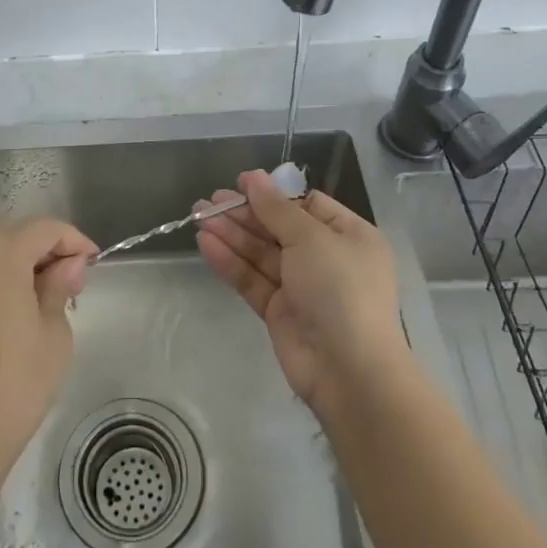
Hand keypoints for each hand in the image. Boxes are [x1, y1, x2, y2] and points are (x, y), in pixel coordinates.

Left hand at [0, 217, 94, 496]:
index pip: (45, 228)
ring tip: (36, 299)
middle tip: (68, 281)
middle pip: (11, 236)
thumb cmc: (12, 386)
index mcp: (0, 253)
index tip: (93, 263)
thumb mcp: (53, 336)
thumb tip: (67, 266)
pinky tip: (0, 320)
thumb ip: (59, 288)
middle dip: (43, 250)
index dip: (74, 240)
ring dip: (13, 267)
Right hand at [196, 170, 408, 412]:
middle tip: (208, 201)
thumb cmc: (340, 288)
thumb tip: (253, 177)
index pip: (307, 205)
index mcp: (348, 236)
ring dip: (231, 235)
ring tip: (198, 217)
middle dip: (244, 214)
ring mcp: (302, 287)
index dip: (273, 194)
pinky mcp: (280, 312)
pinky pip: (253, 279)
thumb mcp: (311, 238)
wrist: (348, 370)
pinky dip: (231, 262)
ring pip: (261, 253)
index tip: (241, 183)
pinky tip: (206, 244)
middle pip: (279, 228)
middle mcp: (327, 259)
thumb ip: (276, 208)